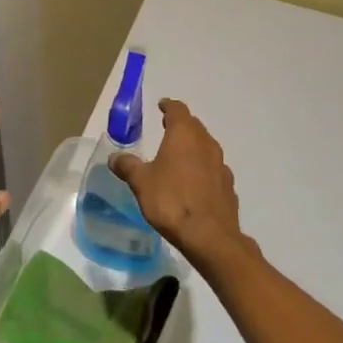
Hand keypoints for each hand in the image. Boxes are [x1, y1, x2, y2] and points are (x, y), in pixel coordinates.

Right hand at [108, 98, 247, 267]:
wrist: (210, 237)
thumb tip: (114, 157)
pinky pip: (214, 170)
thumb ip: (128, 166)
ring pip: (206, 148)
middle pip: (194, 127)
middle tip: (167, 129)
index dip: (168, 107)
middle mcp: (206, 144)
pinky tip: (194, 183)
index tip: (162, 106)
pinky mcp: (228, 187)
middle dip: (181, 125)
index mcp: (184, 135)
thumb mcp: (141, 182)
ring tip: (179, 157)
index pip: (178, 110)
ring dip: (193, 148)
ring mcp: (221, 166)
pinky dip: (203, 170)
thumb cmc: (171, 201)